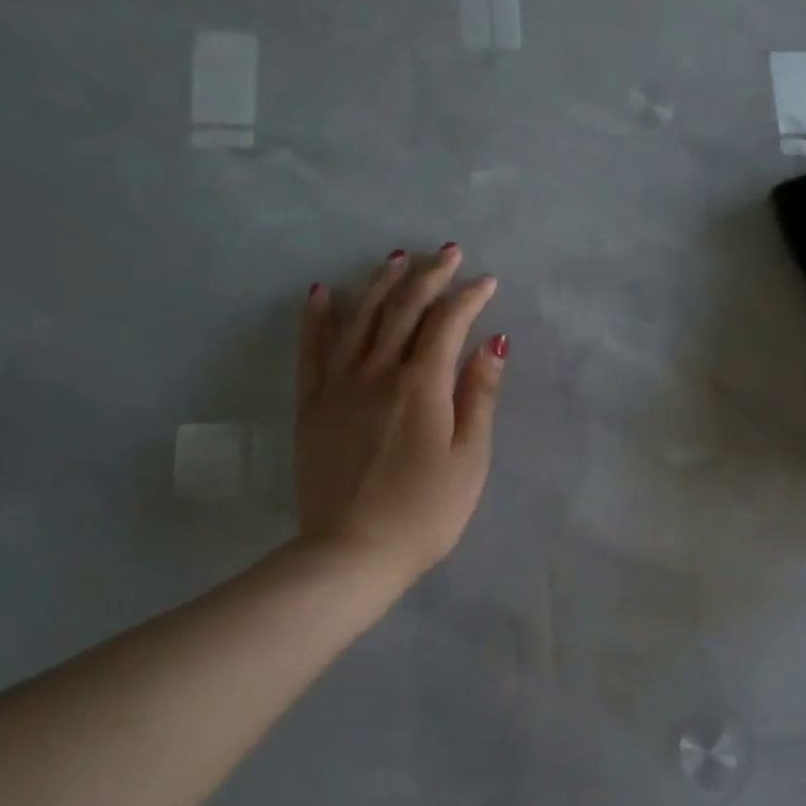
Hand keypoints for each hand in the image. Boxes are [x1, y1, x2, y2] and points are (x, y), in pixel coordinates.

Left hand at [292, 244, 505, 587]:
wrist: (353, 553)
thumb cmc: (426, 512)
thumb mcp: (470, 459)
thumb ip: (479, 396)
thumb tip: (492, 342)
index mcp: (422, 385)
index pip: (447, 323)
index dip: (469, 297)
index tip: (487, 282)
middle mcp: (378, 372)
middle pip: (404, 309)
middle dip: (429, 276)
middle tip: (448, 252)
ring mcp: (339, 386)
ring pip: (360, 318)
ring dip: (382, 283)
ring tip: (398, 257)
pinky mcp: (313, 405)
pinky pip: (313, 350)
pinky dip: (319, 317)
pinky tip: (324, 291)